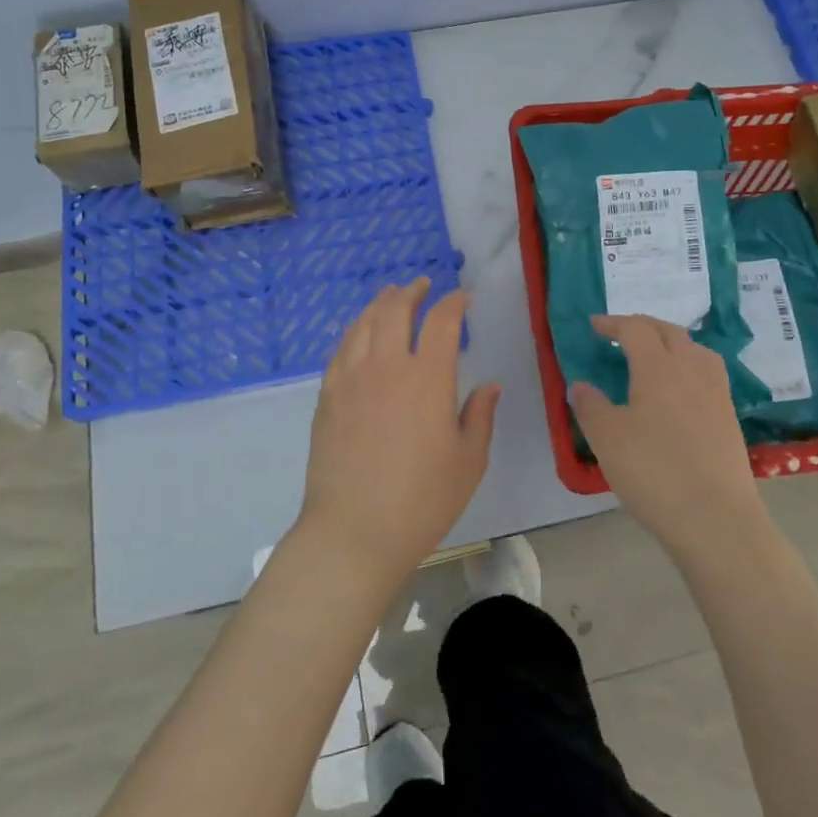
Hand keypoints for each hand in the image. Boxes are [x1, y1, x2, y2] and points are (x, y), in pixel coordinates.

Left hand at [296, 279, 499, 586]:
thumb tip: (489, 385)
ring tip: (390, 296)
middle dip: (411, 292)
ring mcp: (352, 380)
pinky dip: (354, 330)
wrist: (354, 532)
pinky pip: (341, 349)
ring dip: (380, 303)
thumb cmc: (422, 501)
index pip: (442, 322)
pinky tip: (360, 333)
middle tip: (422, 284)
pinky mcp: (328, 397)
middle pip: (396, 310)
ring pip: (364, 324)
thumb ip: (480, 416)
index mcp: (428, 379)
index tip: (462, 298)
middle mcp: (388, 367)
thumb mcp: (468, 462)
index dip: (453, 303)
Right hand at [568, 314, 763, 557]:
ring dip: (671, 342)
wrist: (715, 518)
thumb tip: (580, 385)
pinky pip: (708, 373)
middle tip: (620, 334)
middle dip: (642, 326)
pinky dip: (689, 365)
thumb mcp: (607, 439)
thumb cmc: (654, 472)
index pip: (635, 329)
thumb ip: (590, 406)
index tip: (594, 326)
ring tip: (655, 355)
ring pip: (695, 349)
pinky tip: (681, 389)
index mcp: (658, 368)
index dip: (612, 323)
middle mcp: (691, 370)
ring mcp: (716, 393)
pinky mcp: (729, 417)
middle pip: (669, 331)